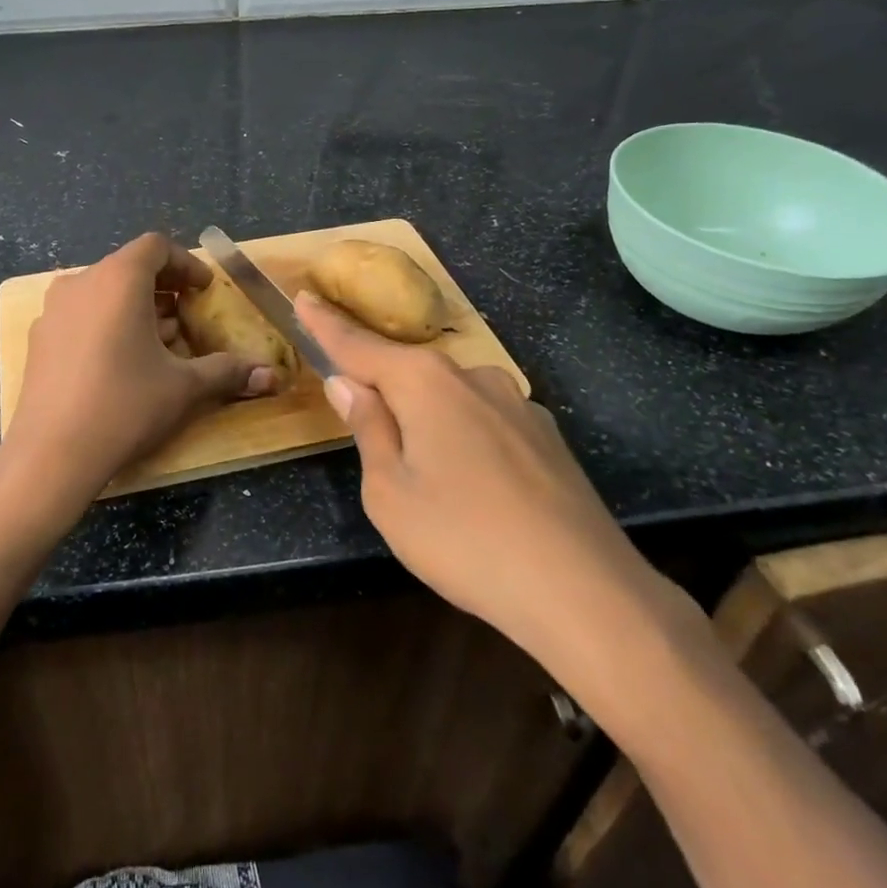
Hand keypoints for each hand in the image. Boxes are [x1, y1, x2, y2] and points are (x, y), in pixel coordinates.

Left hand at [0, 234, 279, 525]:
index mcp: (118, 279)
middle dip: (163, 288)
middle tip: (186, 317)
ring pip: (103, 292)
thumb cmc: (125, 405)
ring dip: (135, 307)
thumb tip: (272, 376)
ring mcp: (53, 310)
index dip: (186, 263)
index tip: (204, 290)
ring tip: (158, 343)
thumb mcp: (184, 387)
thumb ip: (228, 371)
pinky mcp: (39, 338)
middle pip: (128, 267)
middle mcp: (81, 283)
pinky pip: (81, 314)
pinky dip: (107, 323)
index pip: (156, 247)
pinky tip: (120, 363)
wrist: (51, 454)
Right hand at [296, 292, 701, 715]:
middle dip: (381, 384)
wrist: (583, 591)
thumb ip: (369, 429)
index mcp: (425, 382)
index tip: (303, 296)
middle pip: (408, 370)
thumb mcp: (390, 493)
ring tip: (426, 475)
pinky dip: (465, 438)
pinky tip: (476, 487)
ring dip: (426, 417)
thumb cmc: (463, 539)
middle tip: (360, 415)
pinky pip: (486, 422)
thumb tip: (348, 384)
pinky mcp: (547, 436)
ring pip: (450, 398)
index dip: (326, 324)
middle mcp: (472, 376)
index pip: (359, 345)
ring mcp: (517, 403)